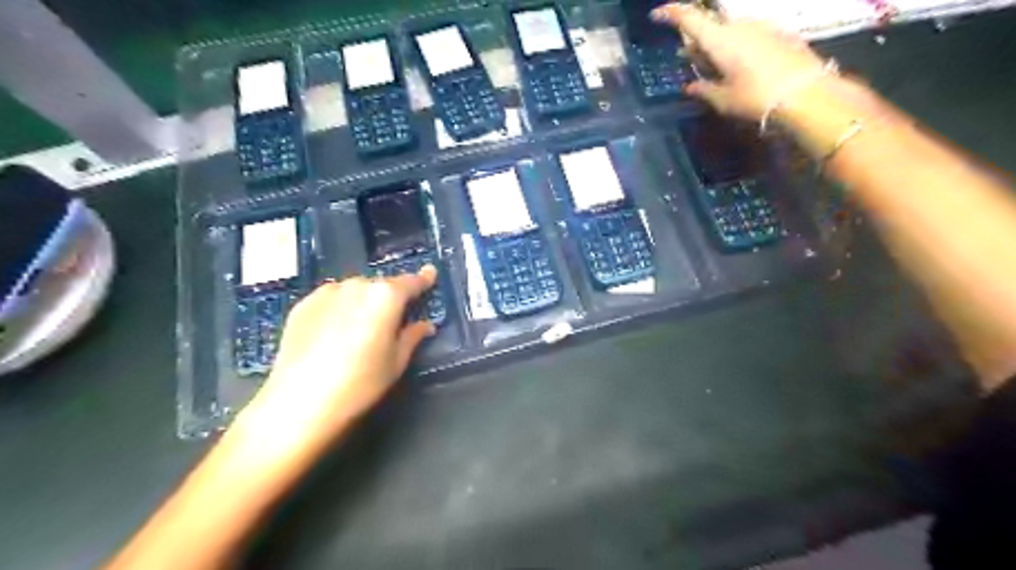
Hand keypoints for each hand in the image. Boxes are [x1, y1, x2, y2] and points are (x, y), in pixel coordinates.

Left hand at [232, 264, 438, 454]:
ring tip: (361, 328)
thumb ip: (412, 336)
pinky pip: (331, 300)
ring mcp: (326, 293)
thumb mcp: (396, 362)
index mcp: (385, 297)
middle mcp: (357, 285)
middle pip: (381, 286)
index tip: (430, 273)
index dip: (423, 279)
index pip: (411, 282)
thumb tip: (425, 325)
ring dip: (363, 302)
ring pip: (355, 291)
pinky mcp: (302, 305)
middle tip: (393, 319)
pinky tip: (335, 331)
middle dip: (390, 297)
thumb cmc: (360, 383)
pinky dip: (340, 308)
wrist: (299, 402)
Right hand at [656, 3, 829, 118]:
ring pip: (731, 30)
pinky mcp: (779, 33)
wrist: (806, 94)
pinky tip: (741, 67)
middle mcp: (739, 25)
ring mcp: (762, 26)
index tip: (657, 15)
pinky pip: (750, 35)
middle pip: (711, 27)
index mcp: (719, 39)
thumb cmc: (755, 98)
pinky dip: (738, 46)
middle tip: (691, 60)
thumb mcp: (723, 100)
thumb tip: (690, 86)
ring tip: (716, 66)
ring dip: (719, 45)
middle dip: (698, 41)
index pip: (689, 18)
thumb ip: (703, 89)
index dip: (671, 13)